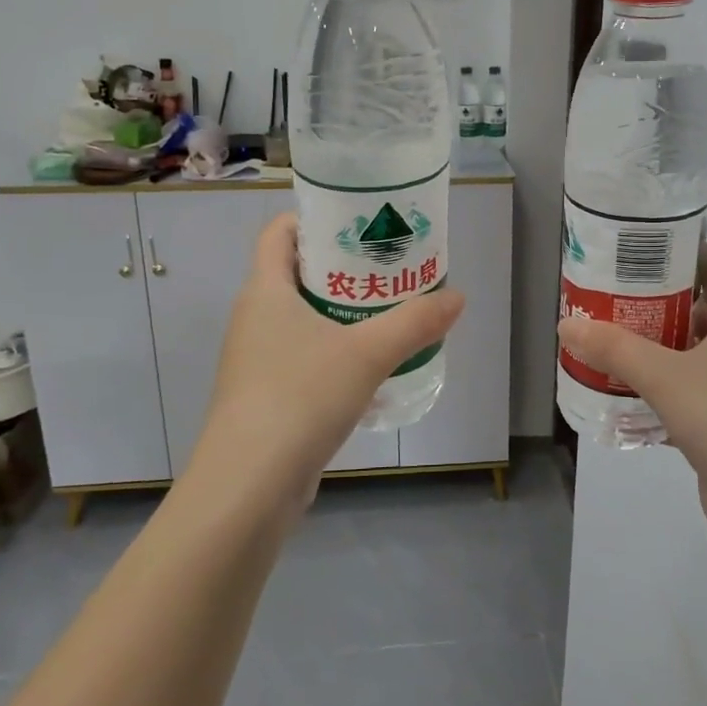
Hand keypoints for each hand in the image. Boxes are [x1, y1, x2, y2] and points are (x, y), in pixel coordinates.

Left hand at [191, 213, 464, 527]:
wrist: (248, 486)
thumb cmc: (300, 397)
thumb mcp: (367, 353)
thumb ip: (415, 322)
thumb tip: (457, 298)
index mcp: (265, 291)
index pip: (279, 232)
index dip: (314, 219)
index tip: (358, 223)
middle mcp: (254, 319)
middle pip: (297, 275)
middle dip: (343, 270)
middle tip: (390, 269)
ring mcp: (256, 361)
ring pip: (303, 321)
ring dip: (342, 315)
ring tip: (390, 316)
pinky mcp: (266, 398)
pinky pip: (304, 360)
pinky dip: (336, 355)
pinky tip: (371, 371)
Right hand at [557, 244, 706, 557]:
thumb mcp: (666, 377)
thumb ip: (614, 349)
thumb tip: (566, 324)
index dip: (679, 249)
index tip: (634, 247)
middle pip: (692, 308)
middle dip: (649, 301)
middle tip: (601, 295)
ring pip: (683, 354)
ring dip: (646, 348)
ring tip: (598, 339)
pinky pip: (679, 394)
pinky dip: (650, 391)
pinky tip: (613, 393)